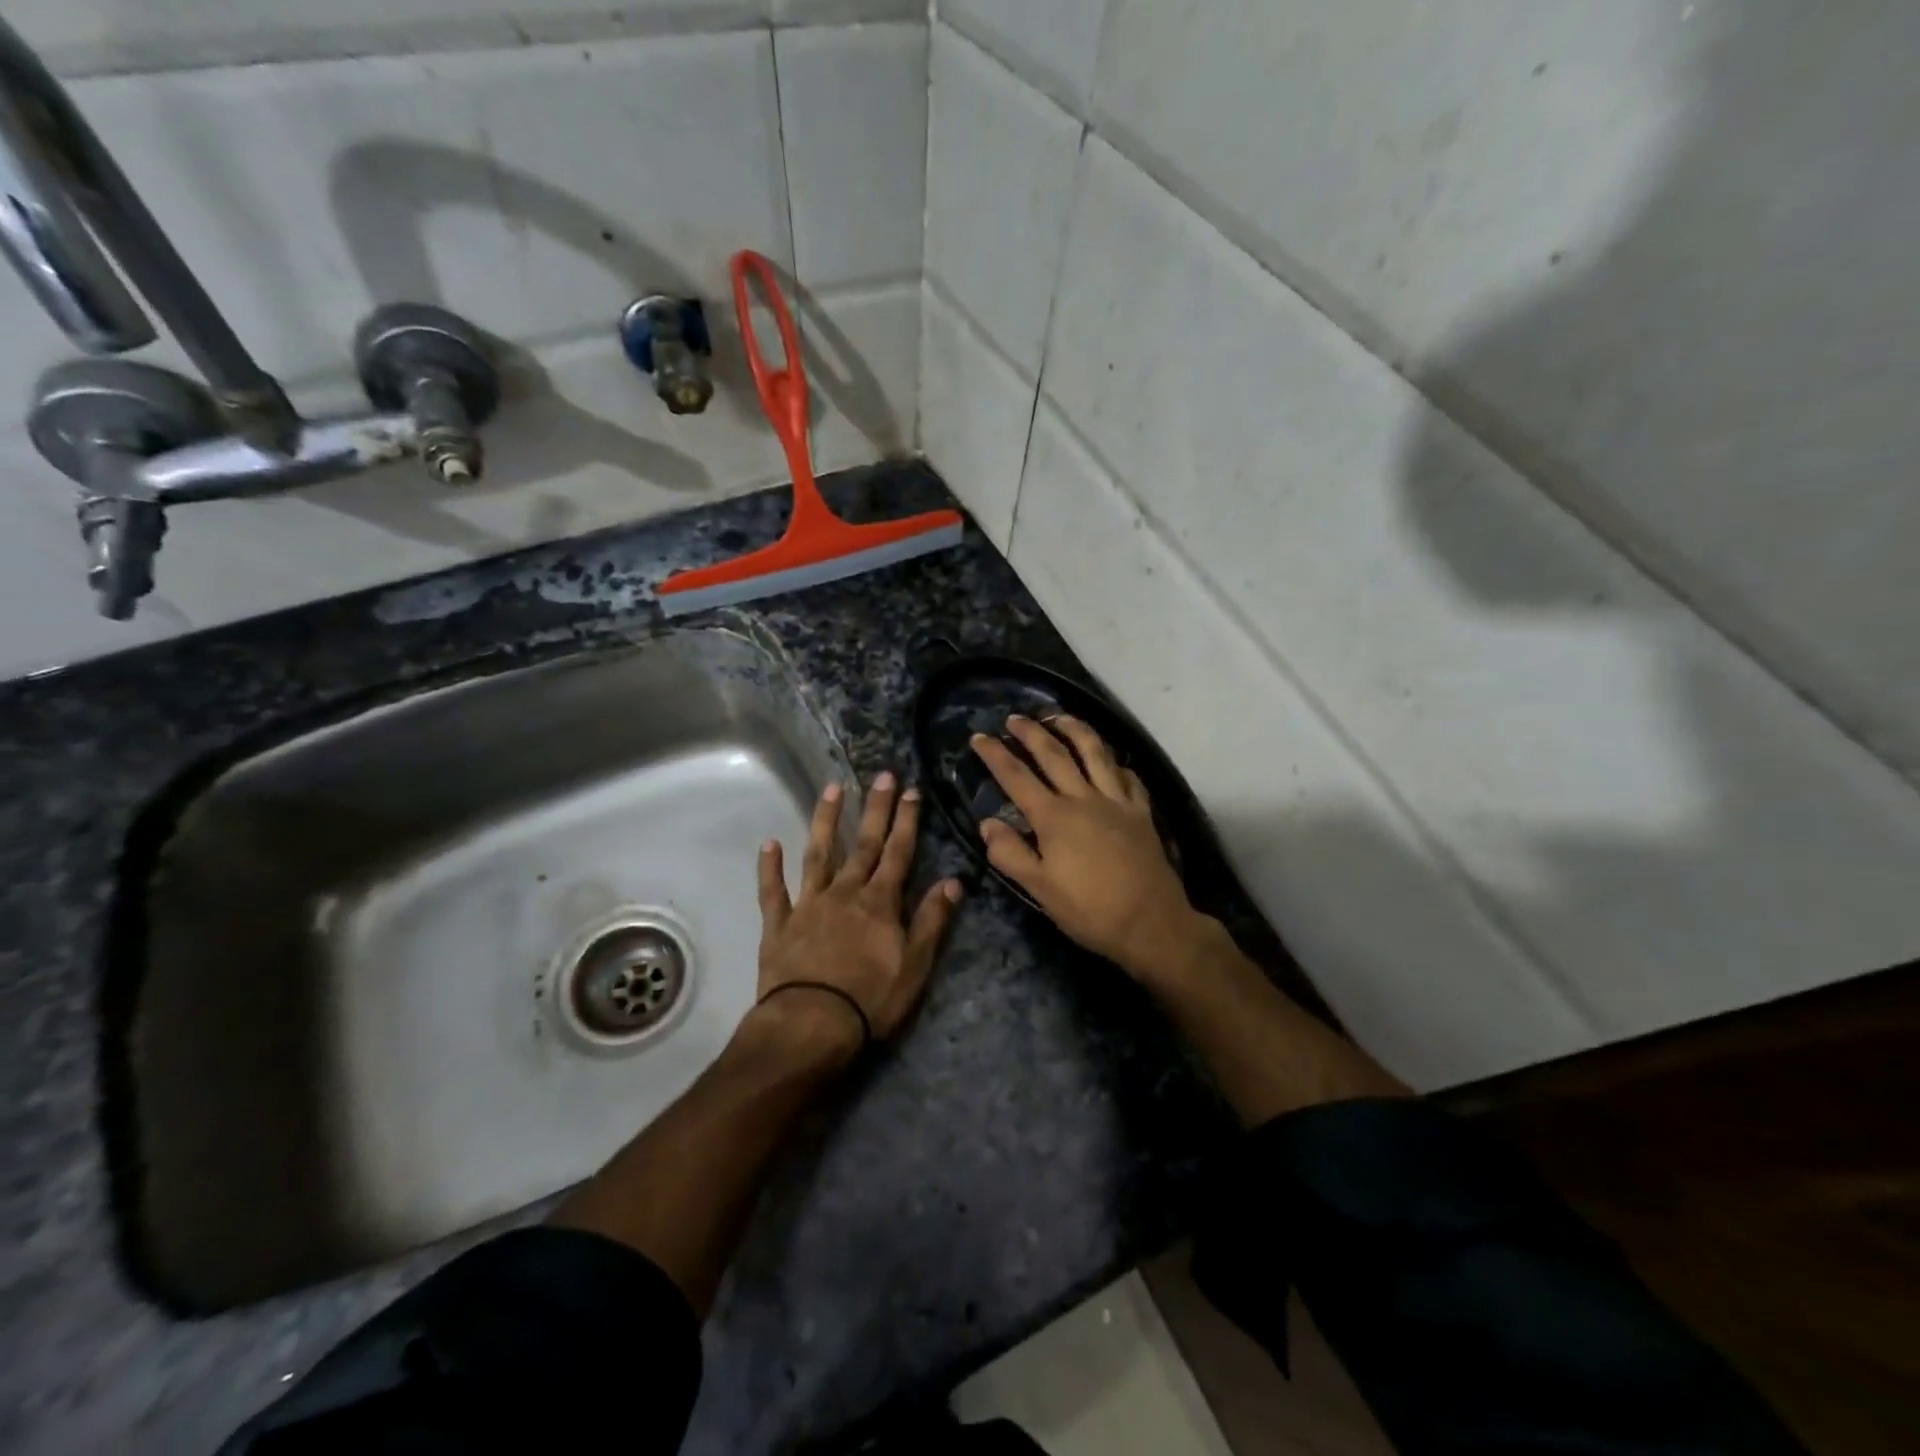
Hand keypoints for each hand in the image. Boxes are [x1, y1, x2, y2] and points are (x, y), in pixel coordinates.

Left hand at [754, 773, 962, 1057]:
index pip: (898, 853)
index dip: (906, 821)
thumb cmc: (871, 999)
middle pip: (863, 844)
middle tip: (881, 776)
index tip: (911, 791)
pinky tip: (768, 844)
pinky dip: (770, 868)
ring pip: (818, 854)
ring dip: (826, 821)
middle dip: (875, 809)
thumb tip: (953, 881)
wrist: (811, 1025)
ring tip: (832, 789)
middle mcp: (844, 893)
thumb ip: (932, 920)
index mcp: (879, 903)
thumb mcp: (915, 965)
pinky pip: (773, 892)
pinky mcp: (779, 926)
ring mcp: (808, 905)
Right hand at [971, 716, 1200, 978]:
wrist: (1151, 923)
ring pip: (1095, 752)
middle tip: (1014, 717)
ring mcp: (1117, 801)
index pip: (1017, 777)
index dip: (995, 755)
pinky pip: (1128, 776)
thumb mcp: (1039, 889)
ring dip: (1075, 729)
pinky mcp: (1141, 811)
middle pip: (1054, 754)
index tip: (979, 737)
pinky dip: (1115, 762)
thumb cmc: (1089, 910)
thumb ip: (1010, 854)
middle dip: (1031, 732)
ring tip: (1059, 717)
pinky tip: (1110, 760)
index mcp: (1054, 817)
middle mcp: (1084, 798)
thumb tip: (987, 822)